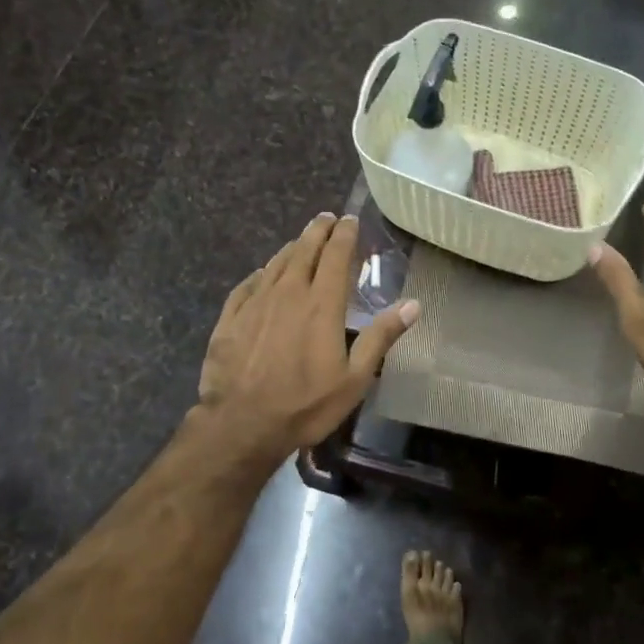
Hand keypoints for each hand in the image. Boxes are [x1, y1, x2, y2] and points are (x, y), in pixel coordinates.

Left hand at [195, 213, 418, 460]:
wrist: (241, 424)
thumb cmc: (306, 404)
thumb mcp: (355, 378)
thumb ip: (381, 337)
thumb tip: (413, 305)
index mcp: (321, 303)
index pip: (335, 255)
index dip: (344, 235)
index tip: (350, 220)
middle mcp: (287, 293)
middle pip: (304, 250)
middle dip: (318, 231)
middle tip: (326, 219)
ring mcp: (254, 303)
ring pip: (275, 264)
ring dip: (291, 249)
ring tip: (300, 241)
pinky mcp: (229, 318)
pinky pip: (246, 286)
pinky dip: (259, 274)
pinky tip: (261, 274)